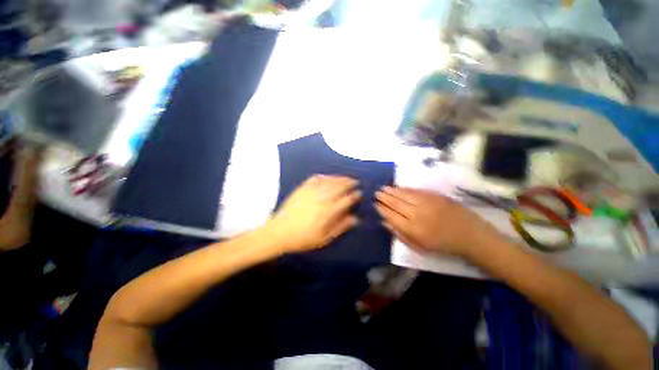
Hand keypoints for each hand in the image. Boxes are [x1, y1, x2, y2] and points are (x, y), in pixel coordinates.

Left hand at [267, 175, 361, 252]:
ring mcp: (311, 191)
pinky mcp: (302, 188)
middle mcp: (322, 198)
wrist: (280, 232)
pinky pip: (316, 178)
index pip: (347, 199)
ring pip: (330, 181)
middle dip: (349, 183)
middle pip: (340, 186)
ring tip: (346, 178)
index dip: (355, 195)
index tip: (359, 193)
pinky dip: (324, 176)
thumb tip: (356, 218)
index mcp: (329, 211)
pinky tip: (328, 177)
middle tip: (355, 182)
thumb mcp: (324, 238)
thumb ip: (340, 227)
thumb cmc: (303, 238)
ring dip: (340, 178)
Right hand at [375, 186, 502, 258]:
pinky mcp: (435, 196)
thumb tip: (384, 222)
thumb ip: (400, 234)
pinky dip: (405, 189)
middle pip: (395, 203)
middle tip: (376, 193)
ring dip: (392, 191)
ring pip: (404, 195)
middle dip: (384, 197)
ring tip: (383, 188)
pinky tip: (398, 187)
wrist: (470, 236)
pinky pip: (415, 191)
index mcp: (413, 229)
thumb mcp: (419, 247)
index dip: (382, 209)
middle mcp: (417, 214)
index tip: (375, 204)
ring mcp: (427, 203)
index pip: (391, 216)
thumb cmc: (443, 246)